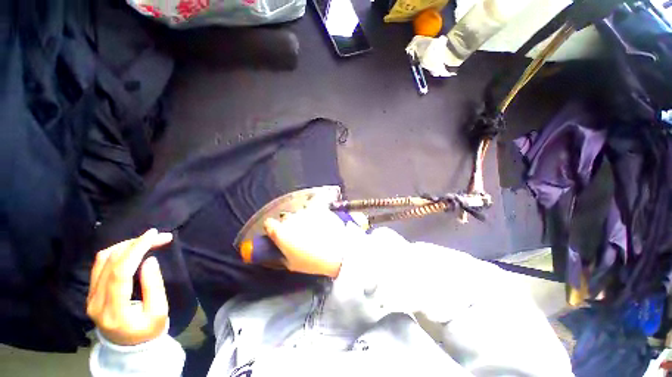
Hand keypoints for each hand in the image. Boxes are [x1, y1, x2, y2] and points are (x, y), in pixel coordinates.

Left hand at [86, 229, 172, 345]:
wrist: (128, 348)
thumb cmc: (148, 331)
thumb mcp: (159, 311)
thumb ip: (153, 286)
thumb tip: (149, 260)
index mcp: (113, 310)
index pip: (120, 272)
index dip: (136, 249)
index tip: (153, 235)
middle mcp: (95, 302)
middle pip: (110, 262)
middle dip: (135, 244)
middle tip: (158, 236)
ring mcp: (90, 296)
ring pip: (102, 260)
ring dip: (125, 245)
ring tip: (146, 241)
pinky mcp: (91, 293)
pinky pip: (99, 265)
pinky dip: (116, 252)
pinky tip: (130, 250)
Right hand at [264, 207, 362, 277]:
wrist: (336, 252)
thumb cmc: (311, 261)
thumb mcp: (291, 264)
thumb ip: (280, 253)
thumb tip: (277, 247)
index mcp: (280, 231)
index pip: (268, 223)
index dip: (272, 228)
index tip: (278, 233)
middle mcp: (290, 218)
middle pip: (285, 218)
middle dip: (290, 224)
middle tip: (299, 234)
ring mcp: (305, 211)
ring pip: (299, 212)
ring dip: (303, 218)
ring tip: (313, 227)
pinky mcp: (318, 208)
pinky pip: (313, 203)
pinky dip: (314, 208)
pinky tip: (318, 213)